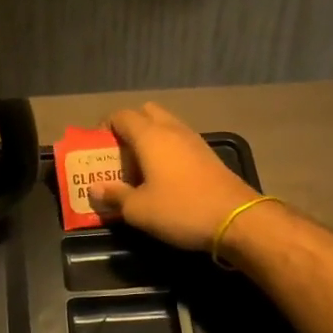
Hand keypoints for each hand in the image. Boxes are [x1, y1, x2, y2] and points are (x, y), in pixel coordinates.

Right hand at [86, 102, 263, 250]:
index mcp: (150, 136)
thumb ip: (114, 196)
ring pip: (165, 126)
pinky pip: (179, 141)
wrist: (238, 220)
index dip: (105, 127)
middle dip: (129, 127)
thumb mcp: (138, 210)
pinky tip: (163, 176)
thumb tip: (94, 189)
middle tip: (119, 154)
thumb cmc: (181, 209)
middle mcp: (172, 130)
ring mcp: (194, 140)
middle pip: (145, 113)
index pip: (121, 116)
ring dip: (149, 139)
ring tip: (138, 167)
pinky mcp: (208, 155)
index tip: (96, 148)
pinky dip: (167, 150)